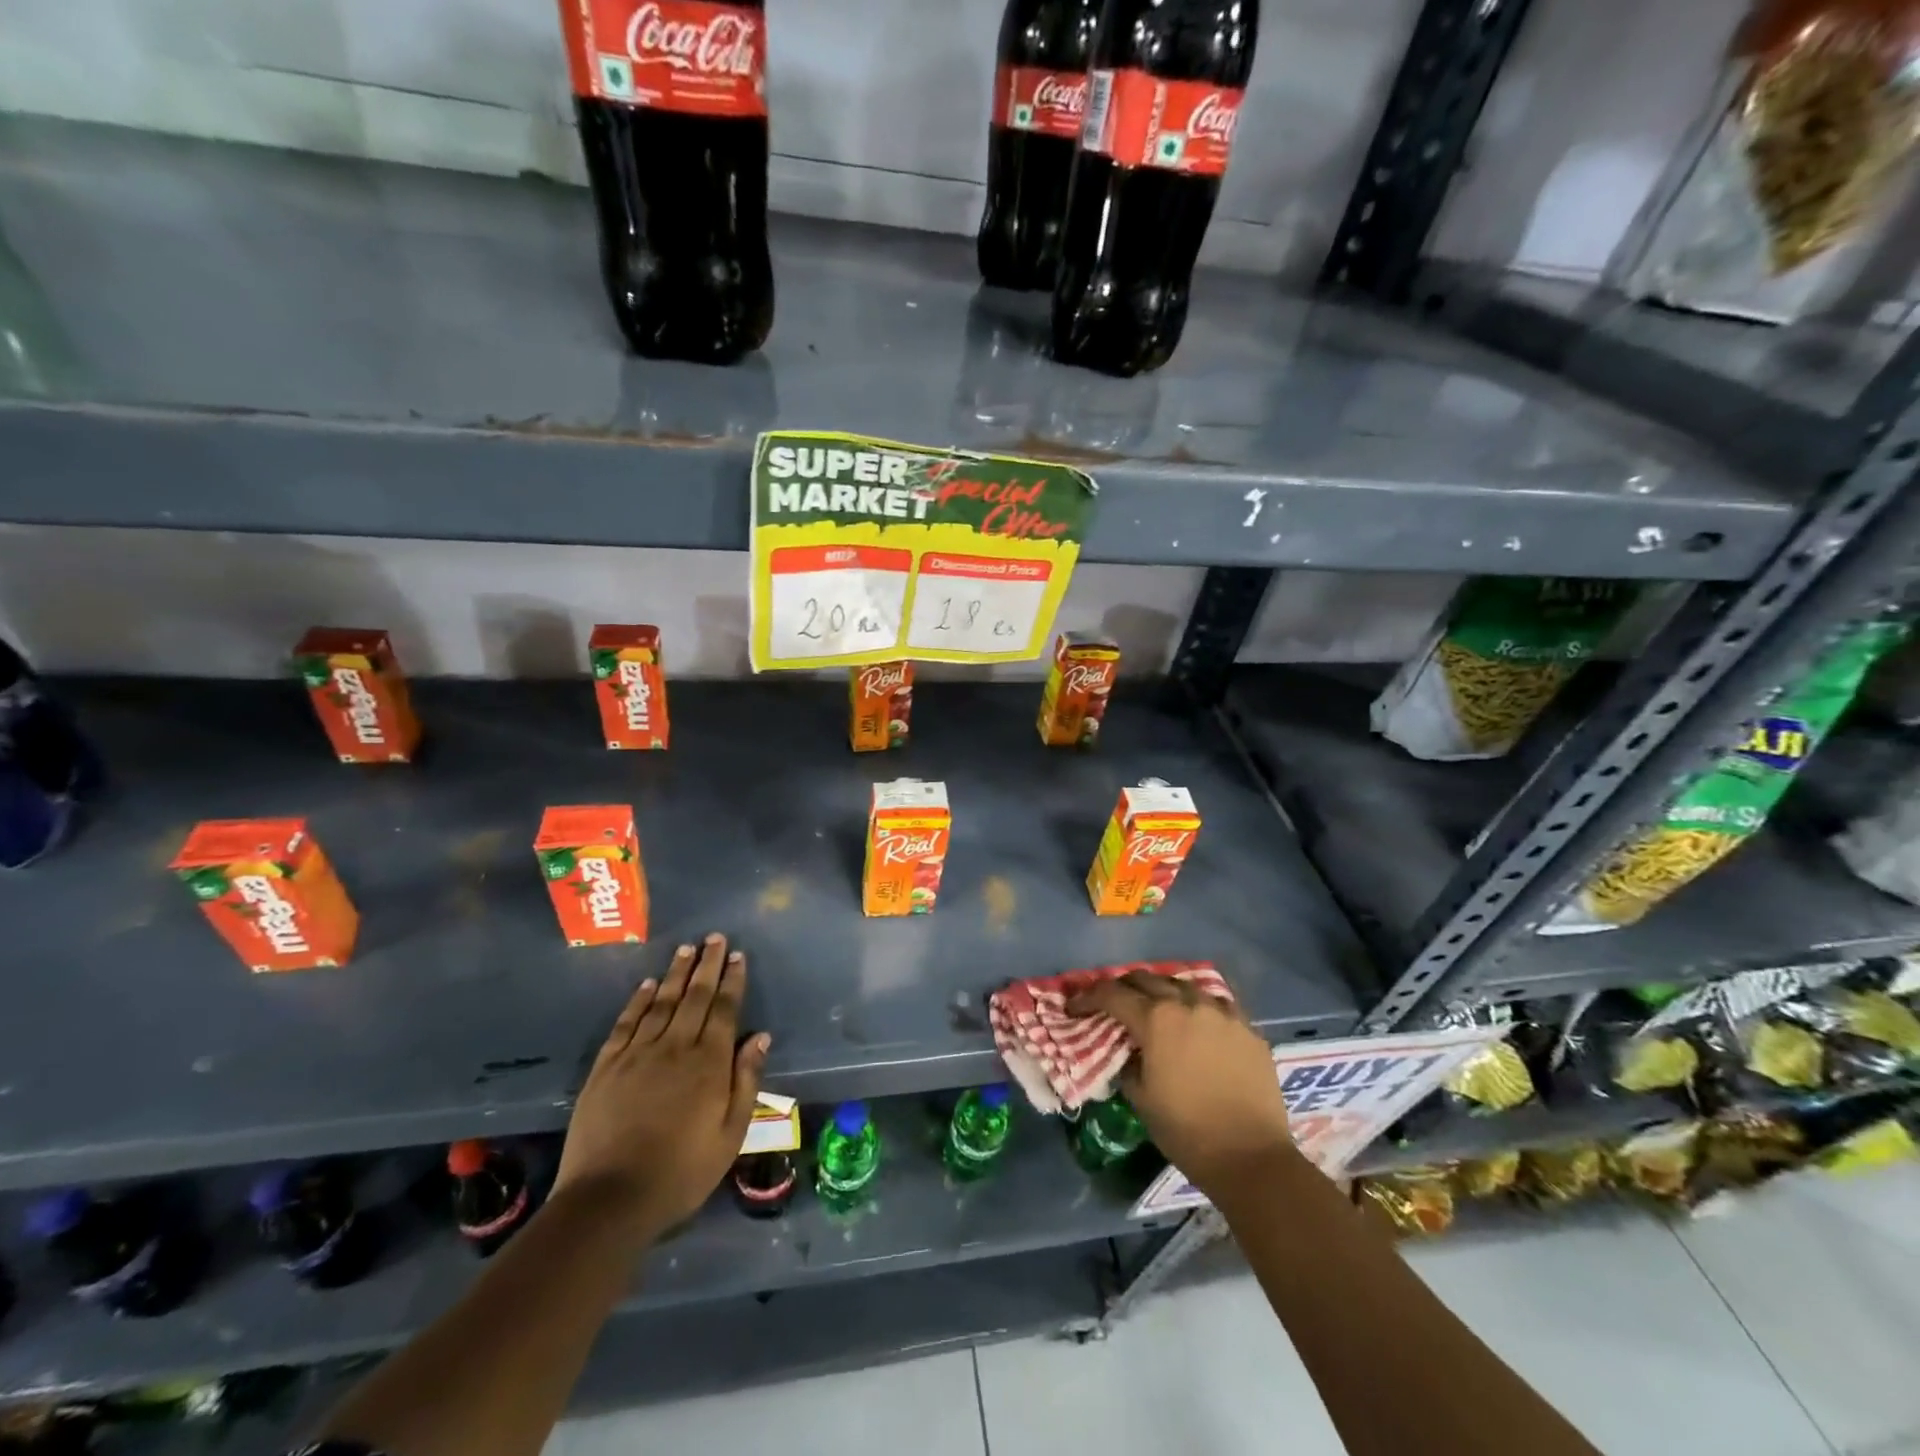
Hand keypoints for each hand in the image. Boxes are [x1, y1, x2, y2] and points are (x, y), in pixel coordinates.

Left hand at [554, 933, 769, 1247]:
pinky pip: (626, 1023)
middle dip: (707, 964)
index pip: (724, 1009)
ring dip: (676, 973)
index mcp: (709, 1063)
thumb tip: (760, 1036)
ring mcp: (637, 1054)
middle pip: (695, 996)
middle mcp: (675, 1047)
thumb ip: (746, 1081)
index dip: (732, 980)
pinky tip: (648, 985)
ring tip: (686, 949)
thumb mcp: (730, 1134)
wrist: (609, 1200)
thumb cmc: (681, 1171)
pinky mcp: (607, 1067)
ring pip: (662, 1002)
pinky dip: (639, 1000)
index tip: (737, 956)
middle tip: (715, 937)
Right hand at [1069, 972, 1291, 1196]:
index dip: (1088, 997)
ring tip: (1156, 1007)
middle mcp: (1187, 1003)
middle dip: (1123, 987)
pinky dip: (1198, 1006)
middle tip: (1112, 1003)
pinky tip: (1197, 1022)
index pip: (1111, 994)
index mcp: (1156, 1019)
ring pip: (1183, 984)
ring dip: (1162, 991)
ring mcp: (1221, 1012)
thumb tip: (1127, 1051)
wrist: (1251, 1157)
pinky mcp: (1247, 1027)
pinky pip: (1216, 1003)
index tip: (1075, 1008)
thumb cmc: (1187, 1130)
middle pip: (1146, 978)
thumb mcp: (1140, 1098)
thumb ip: (1127, 1063)